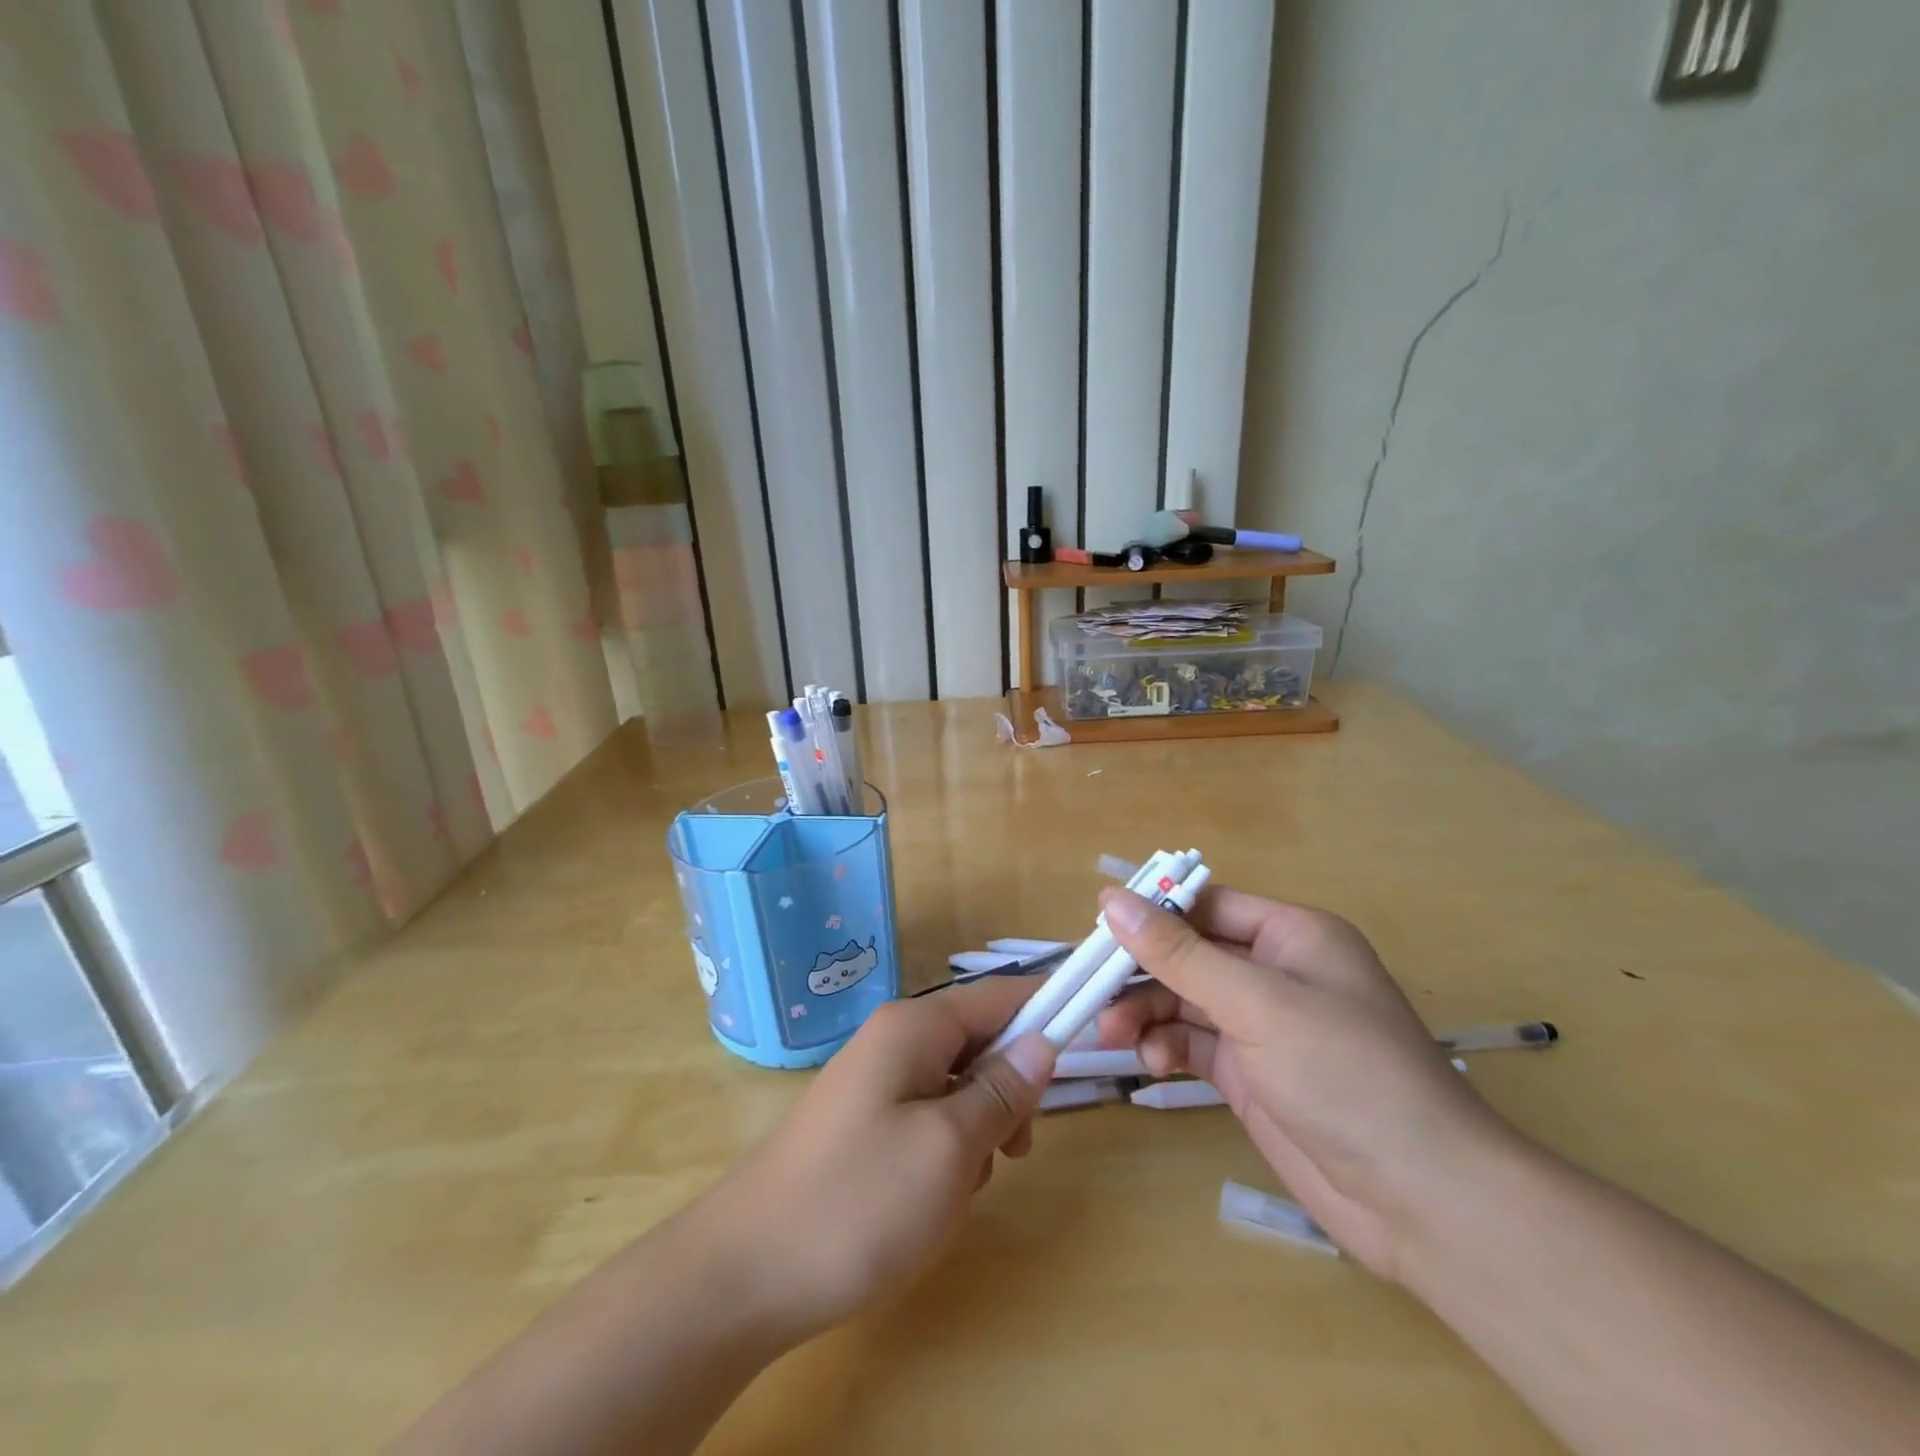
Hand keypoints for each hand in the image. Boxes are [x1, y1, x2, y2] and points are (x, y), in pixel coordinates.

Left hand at [706, 978, 1057, 1344]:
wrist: (746, 1273)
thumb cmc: (859, 1202)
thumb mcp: (949, 1148)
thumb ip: (1002, 1090)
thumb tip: (1043, 1041)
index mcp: (914, 1027)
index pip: (998, 996)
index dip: (1045, 1009)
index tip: (1090, 1034)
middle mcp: (894, 1040)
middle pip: (980, 1042)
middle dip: (1007, 1092)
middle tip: (1014, 1150)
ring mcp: (875, 1082)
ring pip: (958, 1087)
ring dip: (978, 1131)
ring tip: (960, 1187)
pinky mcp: (864, 1123)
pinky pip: (929, 1118)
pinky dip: (947, 1151)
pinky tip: (931, 1199)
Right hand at [1097, 885, 1520, 1278]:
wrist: (1422, 1203)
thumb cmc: (1345, 1073)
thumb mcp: (1256, 1002)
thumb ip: (1178, 952)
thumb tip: (1111, 899)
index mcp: (1292, 935)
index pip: (1207, 905)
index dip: (1153, 912)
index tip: (1098, 929)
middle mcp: (1276, 973)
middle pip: (1189, 954)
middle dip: (1142, 971)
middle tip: (1092, 990)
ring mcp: (1263, 1027)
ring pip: (1184, 1000)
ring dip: (1146, 1012)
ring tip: (1112, 1034)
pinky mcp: (1252, 1075)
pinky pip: (1194, 1043)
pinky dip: (1166, 1047)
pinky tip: (1151, 1063)